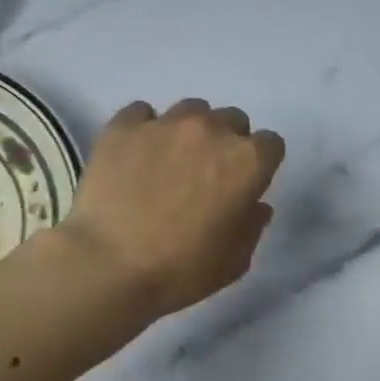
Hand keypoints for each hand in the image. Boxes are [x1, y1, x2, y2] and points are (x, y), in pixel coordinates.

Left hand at [62, 98, 285, 317]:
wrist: (108, 266)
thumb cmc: (181, 270)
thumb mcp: (234, 261)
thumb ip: (252, 226)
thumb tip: (254, 206)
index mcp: (247, 162)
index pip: (271, 144)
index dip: (259, 165)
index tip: (245, 185)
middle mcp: (212, 131)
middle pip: (233, 120)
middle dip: (226, 142)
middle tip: (207, 174)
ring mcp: (166, 124)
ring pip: (191, 111)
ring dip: (189, 131)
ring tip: (170, 160)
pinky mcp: (124, 126)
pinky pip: (142, 114)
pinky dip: (144, 129)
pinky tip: (135, 155)